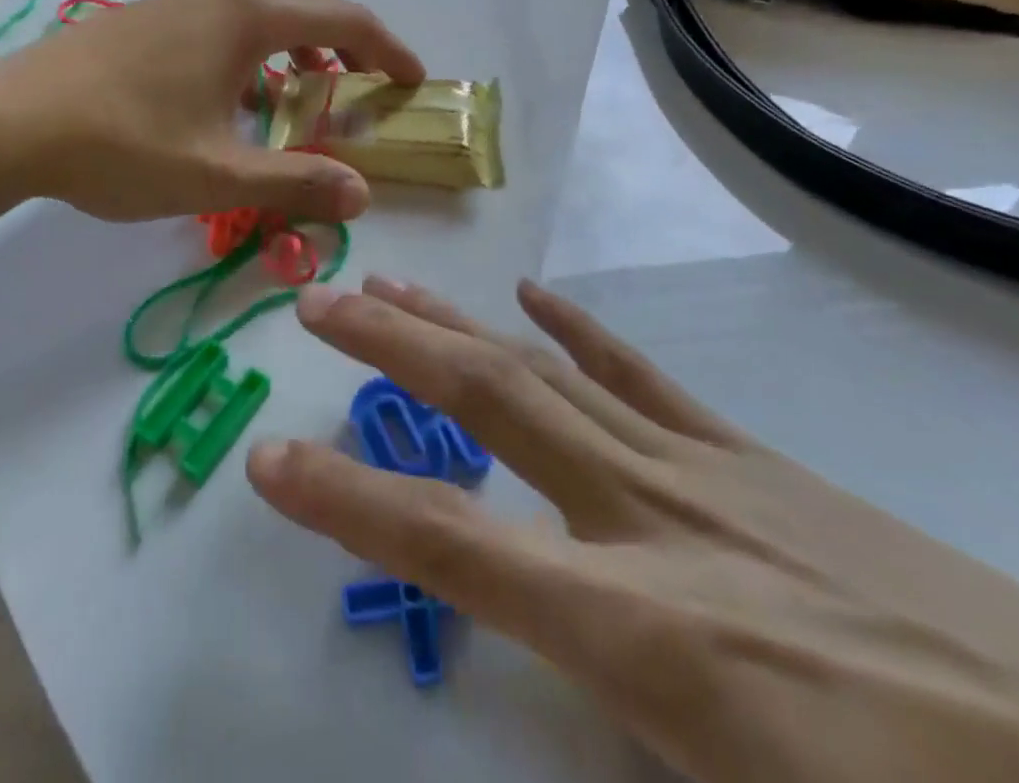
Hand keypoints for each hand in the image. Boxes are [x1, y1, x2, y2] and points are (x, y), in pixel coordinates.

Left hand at [0, 0, 424, 222]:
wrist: (10, 121)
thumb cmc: (121, 145)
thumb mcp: (216, 175)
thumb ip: (294, 182)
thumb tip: (361, 197)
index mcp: (250, 14)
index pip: (347, 18)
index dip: (389, 50)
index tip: (414, 80)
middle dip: (350, 38)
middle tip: (367, 84)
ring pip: (268, 2)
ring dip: (303, 37)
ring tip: (310, 88)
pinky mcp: (155, 10)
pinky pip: (231, 12)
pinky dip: (261, 40)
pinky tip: (242, 88)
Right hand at [248, 279, 1018, 782]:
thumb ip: (619, 754)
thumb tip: (543, 692)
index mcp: (645, 631)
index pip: (454, 545)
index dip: (347, 501)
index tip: (269, 460)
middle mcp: (654, 520)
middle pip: (490, 404)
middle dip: (392, 347)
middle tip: (321, 299)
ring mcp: (705, 472)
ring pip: (547, 372)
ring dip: (459, 323)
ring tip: (394, 283)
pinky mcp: (750, 459)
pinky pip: (639, 378)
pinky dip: (576, 334)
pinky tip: (531, 297)